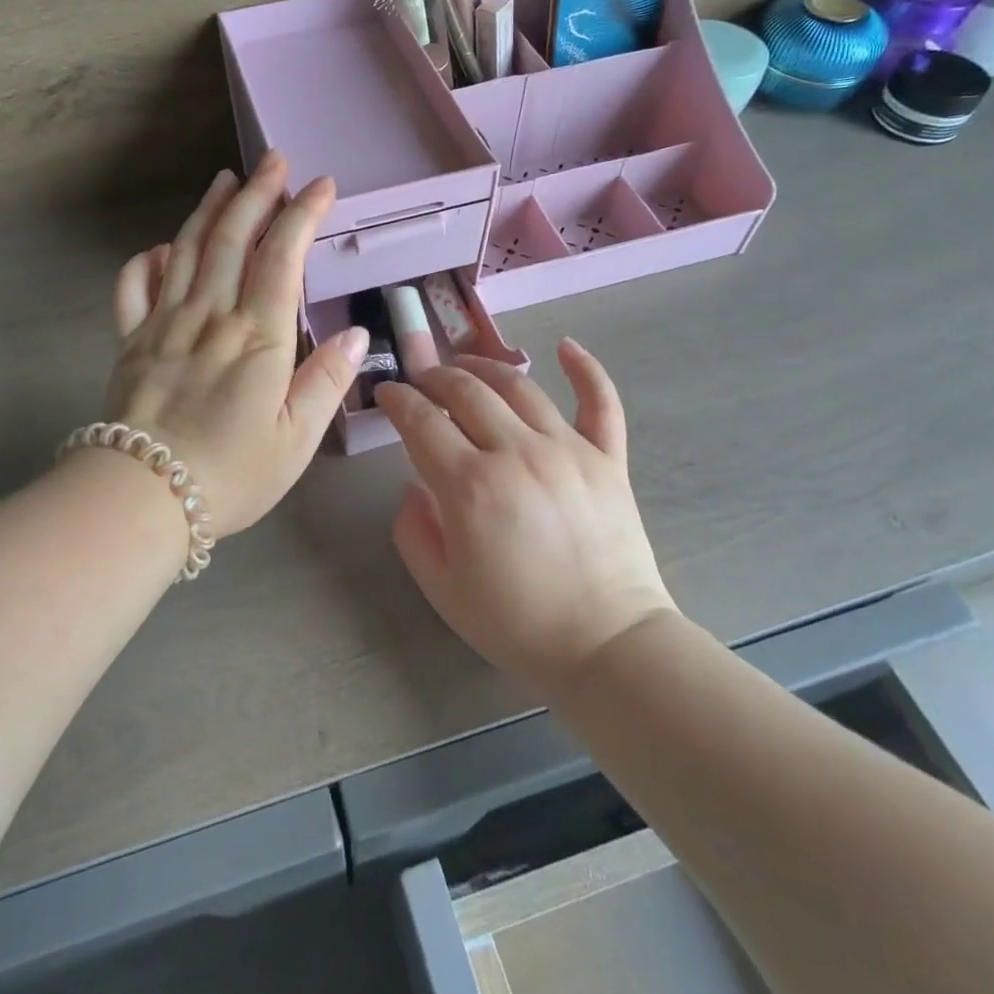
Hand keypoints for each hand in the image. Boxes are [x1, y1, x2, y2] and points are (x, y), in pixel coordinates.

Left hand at [107, 152, 368, 541]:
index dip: (303, 214)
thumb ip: (326, 381)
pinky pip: (135, 286)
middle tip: (272, 161)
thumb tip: (356, 333)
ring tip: (225, 180)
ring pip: (188, 250)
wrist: (142, 496)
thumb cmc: (231, 473)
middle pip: (233, 238)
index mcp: (257, 336)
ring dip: (209, 210)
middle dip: (256, 194)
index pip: (282, 257)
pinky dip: (149, 259)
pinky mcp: (131, 340)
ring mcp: (165, 323)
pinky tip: (164, 247)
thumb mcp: (296, 438)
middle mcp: (210, 316)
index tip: (321, 185)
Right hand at [374, 340, 677, 694]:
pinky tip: (566, 345)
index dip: (397, 399)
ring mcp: (568, 449)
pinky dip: (585, 368)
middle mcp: (517, 452)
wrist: (607, 647)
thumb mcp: (442, 588)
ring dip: (485, 366)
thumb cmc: (517, 624)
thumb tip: (414, 484)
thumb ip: (414, 529)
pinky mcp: (608, 458)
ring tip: (465, 365)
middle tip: (420, 380)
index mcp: (470, 485)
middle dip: (433, 376)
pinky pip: (599, 402)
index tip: (386, 392)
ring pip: (520, 385)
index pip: (421, 421)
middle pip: (465, 390)